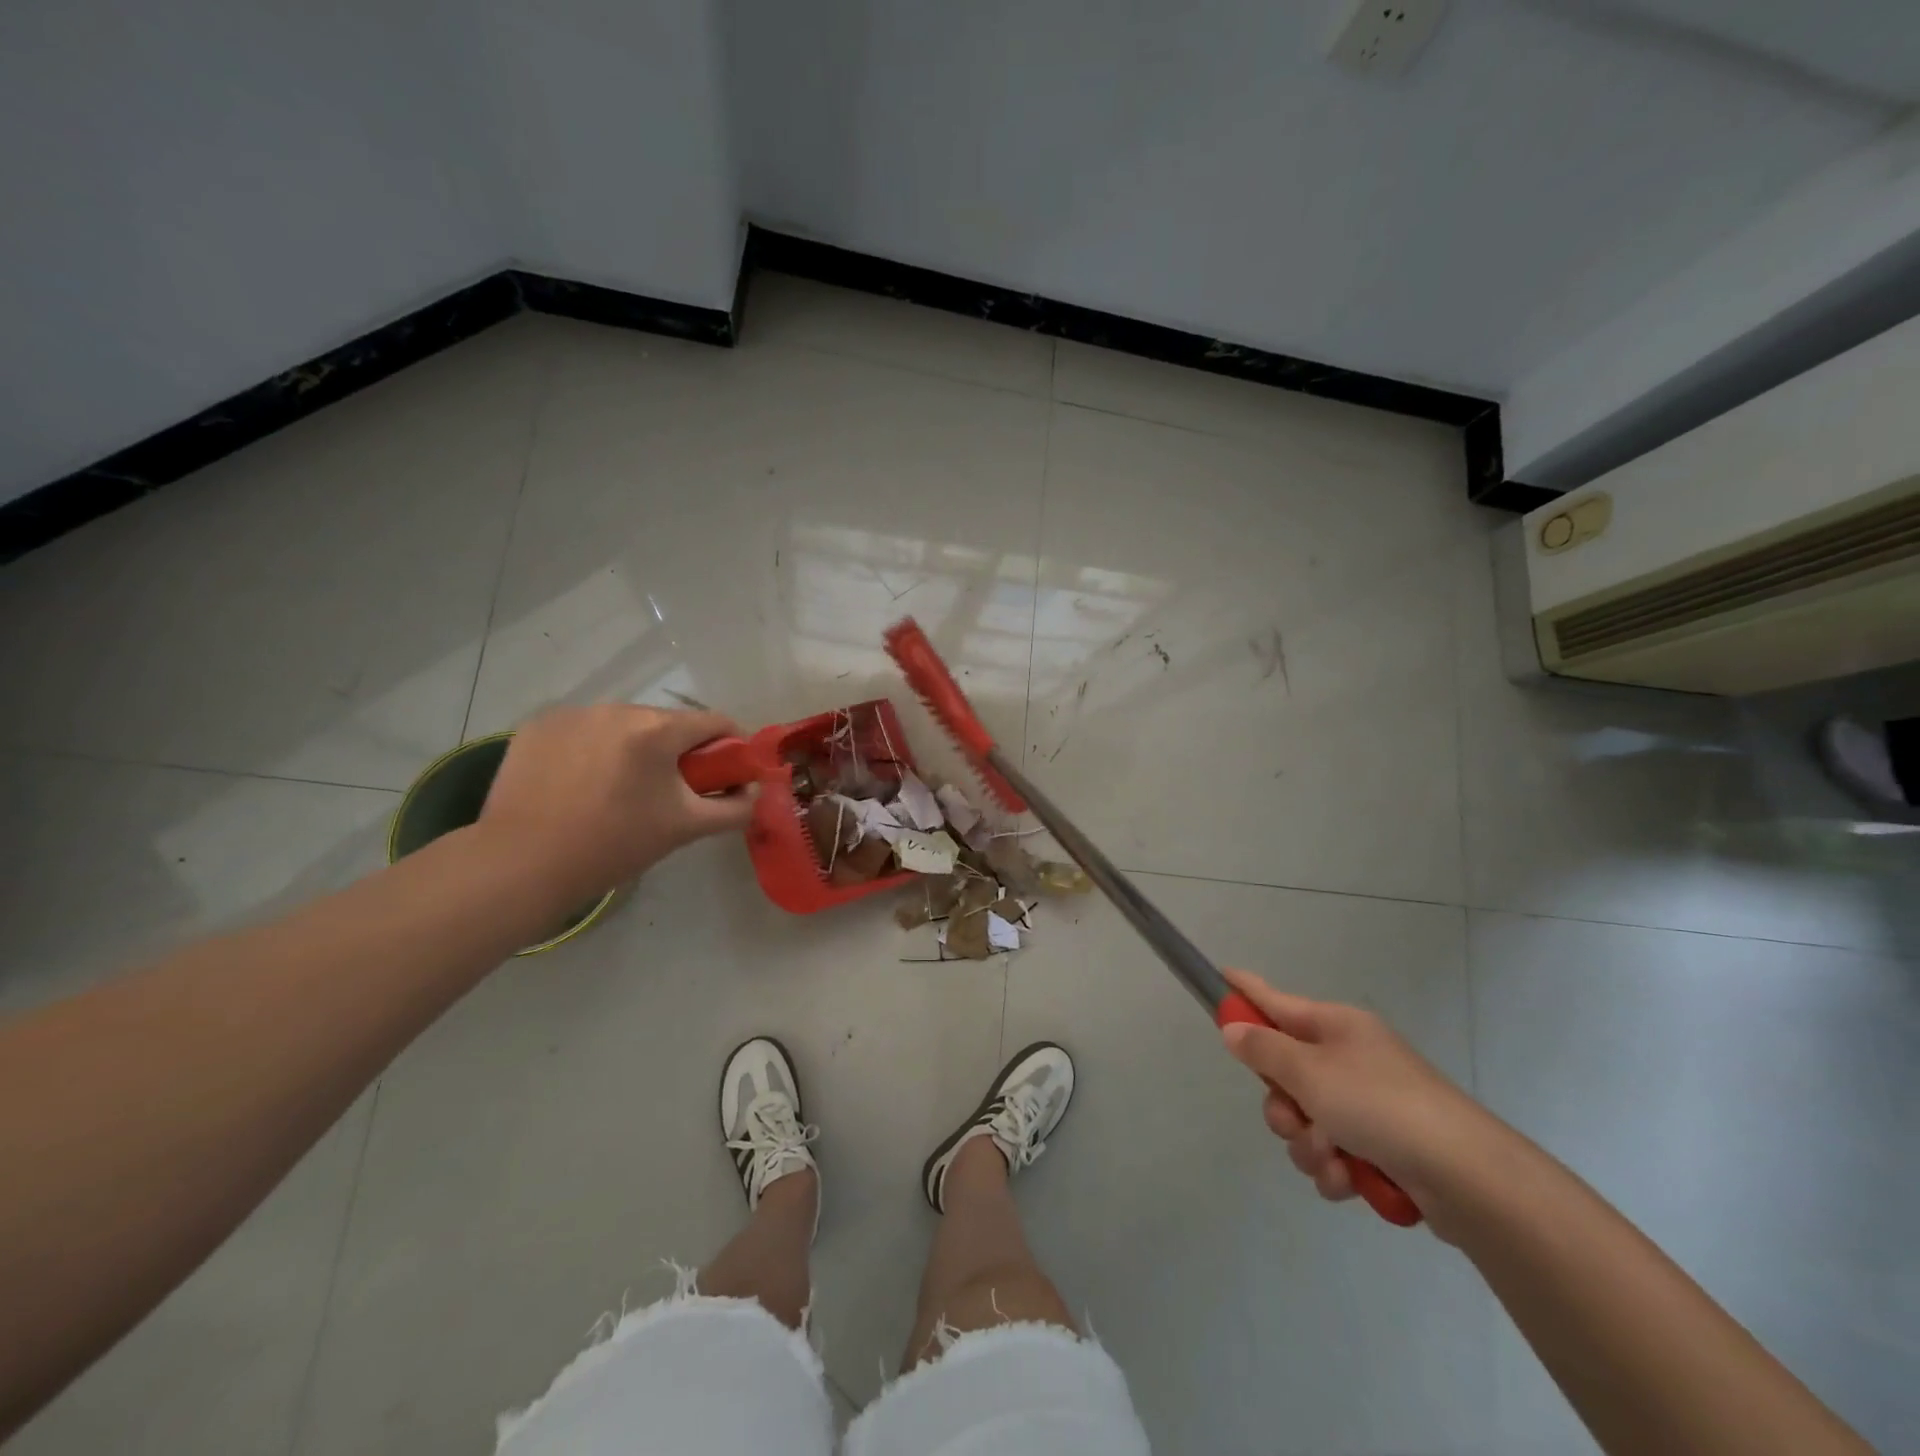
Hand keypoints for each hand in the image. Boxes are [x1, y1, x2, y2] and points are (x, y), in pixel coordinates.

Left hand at [477, 705, 756, 903]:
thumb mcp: (685, 829)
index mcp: (657, 730)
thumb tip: (757, 793)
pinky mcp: (538, 725)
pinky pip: (585, 730)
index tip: (727, 775)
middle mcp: (616, 709)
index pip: (715, 722)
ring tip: (621, 790)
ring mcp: (573, 713)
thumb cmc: (613, 846)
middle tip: (671, 792)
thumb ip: (734, 808)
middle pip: (668, 723)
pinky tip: (581, 783)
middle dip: (678, 751)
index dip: (730, 747)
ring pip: (624, 725)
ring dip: (635, 748)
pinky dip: (594, 749)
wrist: (520, 865)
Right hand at [1220, 968, 1499, 1223]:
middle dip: (1281, 1105)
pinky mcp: (1382, 1147)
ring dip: (1308, 1144)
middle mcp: (1349, 1058)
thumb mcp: (1309, 1072)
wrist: (1467, 1177)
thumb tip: (1233, 1028)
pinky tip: (1349, 1180)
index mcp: (1335, 1026)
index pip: (1276, 1000)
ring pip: (1305, 1119)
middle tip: (1294, 1119)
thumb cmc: (1380, 1105)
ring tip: (1332, 1159)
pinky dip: (1335, 1168)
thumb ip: (1263, 1050)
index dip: (1245, 990)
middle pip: (1285, 1072)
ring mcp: (1367, 1103)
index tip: (1220, 976)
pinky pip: (1333, 1152)